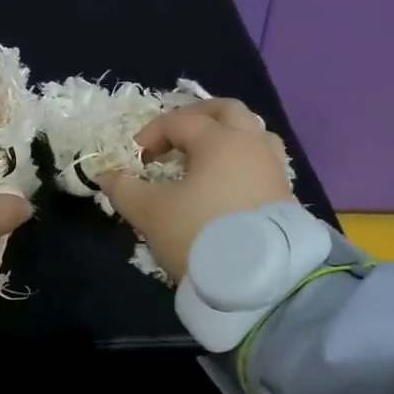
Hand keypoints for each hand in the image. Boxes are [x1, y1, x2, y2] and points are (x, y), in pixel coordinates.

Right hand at [97, 98, 293, 281]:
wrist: (261, 282)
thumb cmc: (200, 233)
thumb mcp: (150, 212)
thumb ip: (124, 190)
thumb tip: (106, 177)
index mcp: (220, 140)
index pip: (179, 121)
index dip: (150, 134)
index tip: (135, 161)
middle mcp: (251, 145)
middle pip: (226, 110)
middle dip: (196, 117)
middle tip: (174, 135)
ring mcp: (274, 169)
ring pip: (253, 133)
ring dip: (226, 136)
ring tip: (205, 156)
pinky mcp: (286, 196)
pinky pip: (262, 162)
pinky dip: (241, 162)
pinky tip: (226, 184)